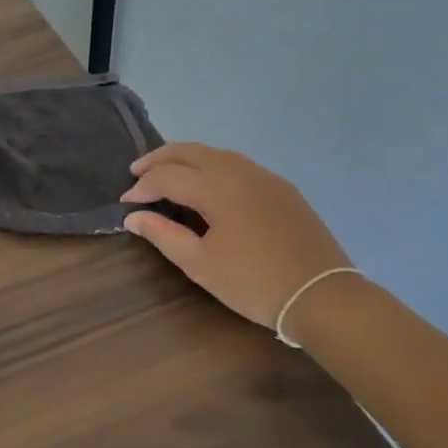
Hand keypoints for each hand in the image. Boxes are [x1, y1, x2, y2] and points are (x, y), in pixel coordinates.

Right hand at [122, 144, 355, 328]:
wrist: (322, 296)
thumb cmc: (254, 283)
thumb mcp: (201, 265)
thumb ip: (164, 234)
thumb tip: (133, 216)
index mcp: (217, 187)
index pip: (168, 176)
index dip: (142, 187)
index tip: (126, 202)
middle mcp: (239, 171)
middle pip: (191, 152)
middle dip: (160, 159)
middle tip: (137, 172)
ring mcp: (264, 176)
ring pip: (216, 154)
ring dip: (186, 159)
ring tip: (167, 173)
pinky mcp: (282, 188)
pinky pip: (237, 165)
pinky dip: (212, 166)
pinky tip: (207, 184)